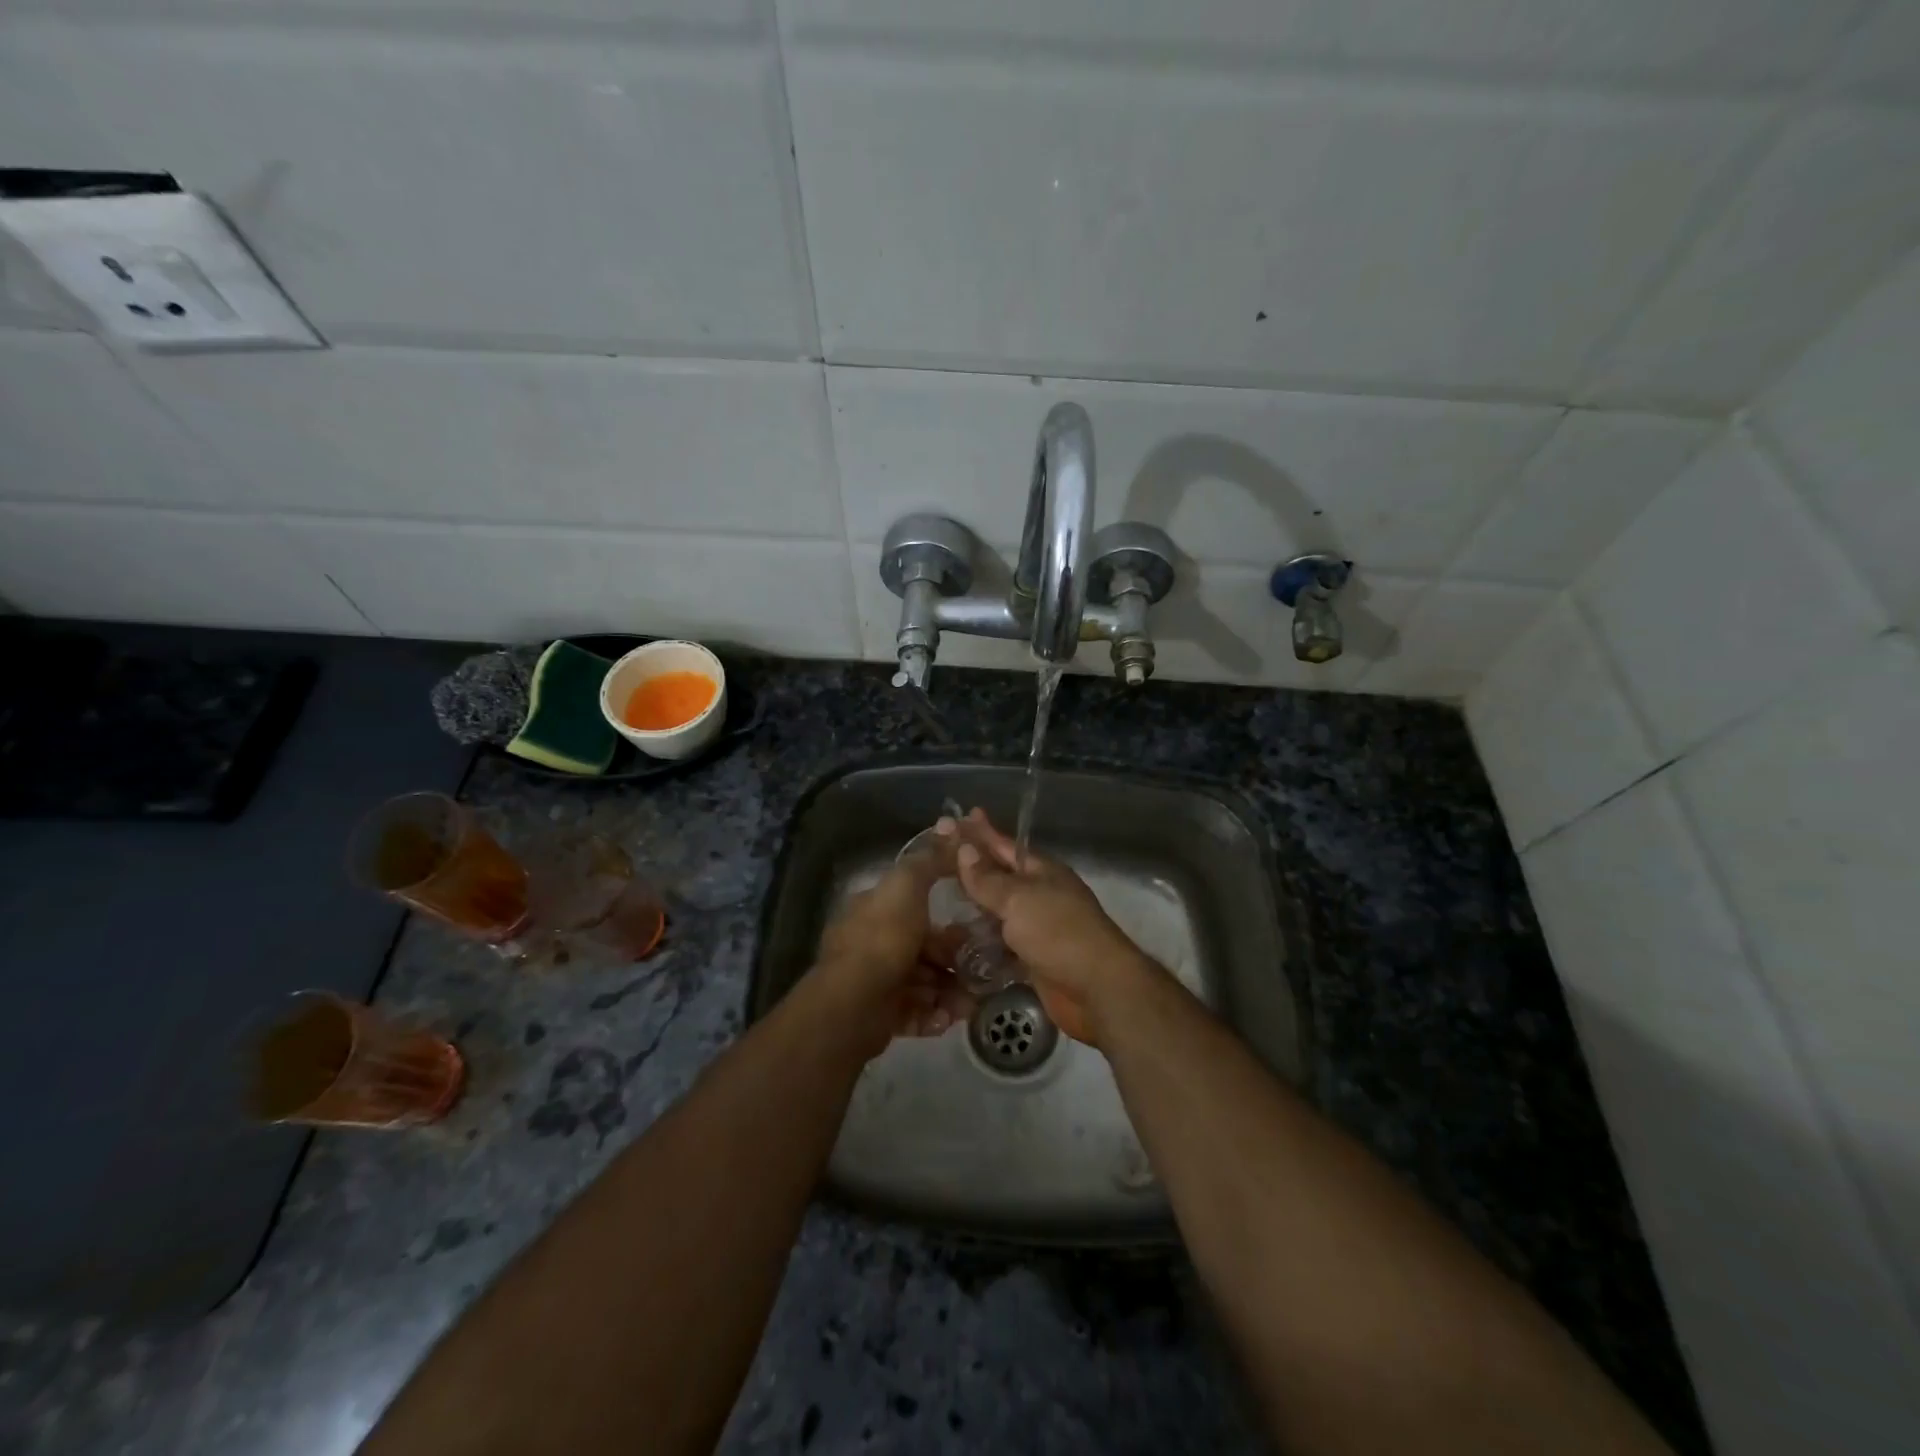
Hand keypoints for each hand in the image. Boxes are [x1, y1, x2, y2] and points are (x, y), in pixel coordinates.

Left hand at [810, 845, 975, 1056]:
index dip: (944, 916)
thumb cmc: (883, 938)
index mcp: (874, 910)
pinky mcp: (881, 1016)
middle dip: (953, 959)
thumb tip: (952, 826)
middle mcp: (873, 944)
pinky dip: (935, 1014)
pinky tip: (951, 1017)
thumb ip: (930, 859)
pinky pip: (917, 1012)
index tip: (974, 924)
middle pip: (924, 948)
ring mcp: (876, 981)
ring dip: (951, 991)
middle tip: (982, 968)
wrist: (854, 1003)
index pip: (914, 908)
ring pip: (924, 982)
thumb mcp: (908, 885)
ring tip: (972, 1001)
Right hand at [945, 809, 1162, 1044]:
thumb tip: (964, 849)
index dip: (981, 832)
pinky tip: (955, 940)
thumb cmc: (1059, 933)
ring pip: (998, 910)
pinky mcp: (1031, 958)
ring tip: (937, 898)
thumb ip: (988, 879)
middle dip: (971, 868)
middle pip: (999, 876)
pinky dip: (980, 940)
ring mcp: (1037, 927)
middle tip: (935, 858)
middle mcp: (1039, 895)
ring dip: (972, 906)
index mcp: (1042, 871)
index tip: (956, 818)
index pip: (1004, 845)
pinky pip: (1000, 942)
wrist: (1097, 989)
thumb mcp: (1019, 899)